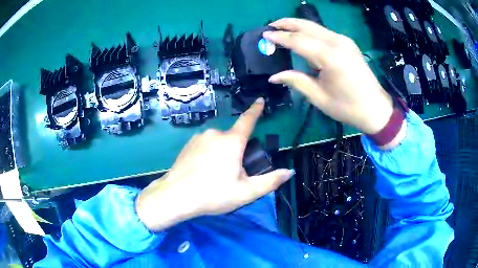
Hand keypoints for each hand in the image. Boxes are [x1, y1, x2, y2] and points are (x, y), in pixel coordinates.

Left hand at [136, 98, 293, 230]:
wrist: (175, 197)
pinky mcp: (187, 145)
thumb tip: (290, 172)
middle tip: (232, 175)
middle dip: (237, 153)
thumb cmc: (213, 194)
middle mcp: (215, 134)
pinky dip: (209, 155)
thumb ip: (270, 181)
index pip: (248, 120)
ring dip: (222, 155)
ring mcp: (198, 138)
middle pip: (233, 139)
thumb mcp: (246, 192)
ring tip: (215, 177)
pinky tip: (202, 172)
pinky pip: (205, 146)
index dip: (256, 110)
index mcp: (232, 142)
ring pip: (218, 143)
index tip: (260, 100)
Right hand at [263, 18, 393, 133]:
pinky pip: (324, 33)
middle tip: (271, 25)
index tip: (264, 34)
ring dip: (298, 26)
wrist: (376, 108)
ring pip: (316, 27)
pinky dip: (310, 32)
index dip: (280, 37)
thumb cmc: (348, 107)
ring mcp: (344, 41)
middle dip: (287, 23)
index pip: (298, 40)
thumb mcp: (319, 97)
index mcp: (329, 56)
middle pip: (307, 26)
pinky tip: (303, 37)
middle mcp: (337, 42)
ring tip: (282, 28)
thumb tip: (274, 76)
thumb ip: (296, 81)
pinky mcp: (348, 43)